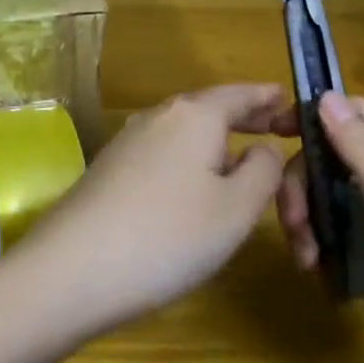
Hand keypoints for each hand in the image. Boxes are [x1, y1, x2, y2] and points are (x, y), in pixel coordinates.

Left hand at [22, 84, 291, 334]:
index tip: (290, 100)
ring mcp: (127, 143)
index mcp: (194, 115)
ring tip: (241, 160)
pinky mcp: (109, 171)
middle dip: (244, 119)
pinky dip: (189, 160)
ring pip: (184, 132)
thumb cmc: (170, 234)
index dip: (268, 97)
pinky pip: (162, 154)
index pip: (240, 94)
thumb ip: (262, 170)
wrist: (73, 268)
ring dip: (215, 142)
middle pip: (209, 109)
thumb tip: (264, 146)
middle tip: (276, 129)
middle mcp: (158, 117)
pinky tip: (194, 188)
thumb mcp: (236, 208)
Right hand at [277, 92, 363, 362]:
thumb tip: (327, 95)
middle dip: (302, 181)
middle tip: (293, 219)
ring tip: (304, 255)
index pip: (356, 113)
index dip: (315, 113)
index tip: (273, 132)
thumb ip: (361, 148)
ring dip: (306, 216)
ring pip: (328, 194)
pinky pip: (335, 229)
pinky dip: (318, 242)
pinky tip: (314, 267)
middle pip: (332, 157)